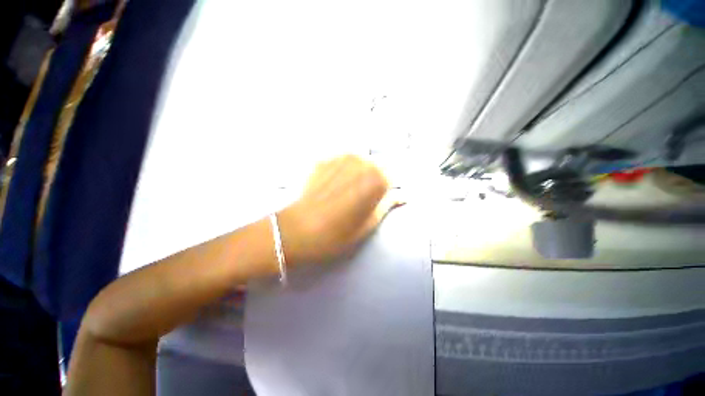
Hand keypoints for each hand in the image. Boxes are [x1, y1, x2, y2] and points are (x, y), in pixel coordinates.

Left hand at [277, 155, 401, 265]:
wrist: (298, 230)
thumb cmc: (338, 232)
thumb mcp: (369, 223)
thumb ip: (388, 204)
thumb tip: (403, 196)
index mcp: (377, 177)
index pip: (392, 176)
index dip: (386, 189)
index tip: (379, 199)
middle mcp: (361, 160)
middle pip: (376, 166)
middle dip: (373, 179)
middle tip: (362, 198)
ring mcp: (340, 157)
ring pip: (359, 163)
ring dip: (358, 174)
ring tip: (346, 192)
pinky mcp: (324, 160)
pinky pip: (342, 163)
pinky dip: (342, 172)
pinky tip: (333, 187)